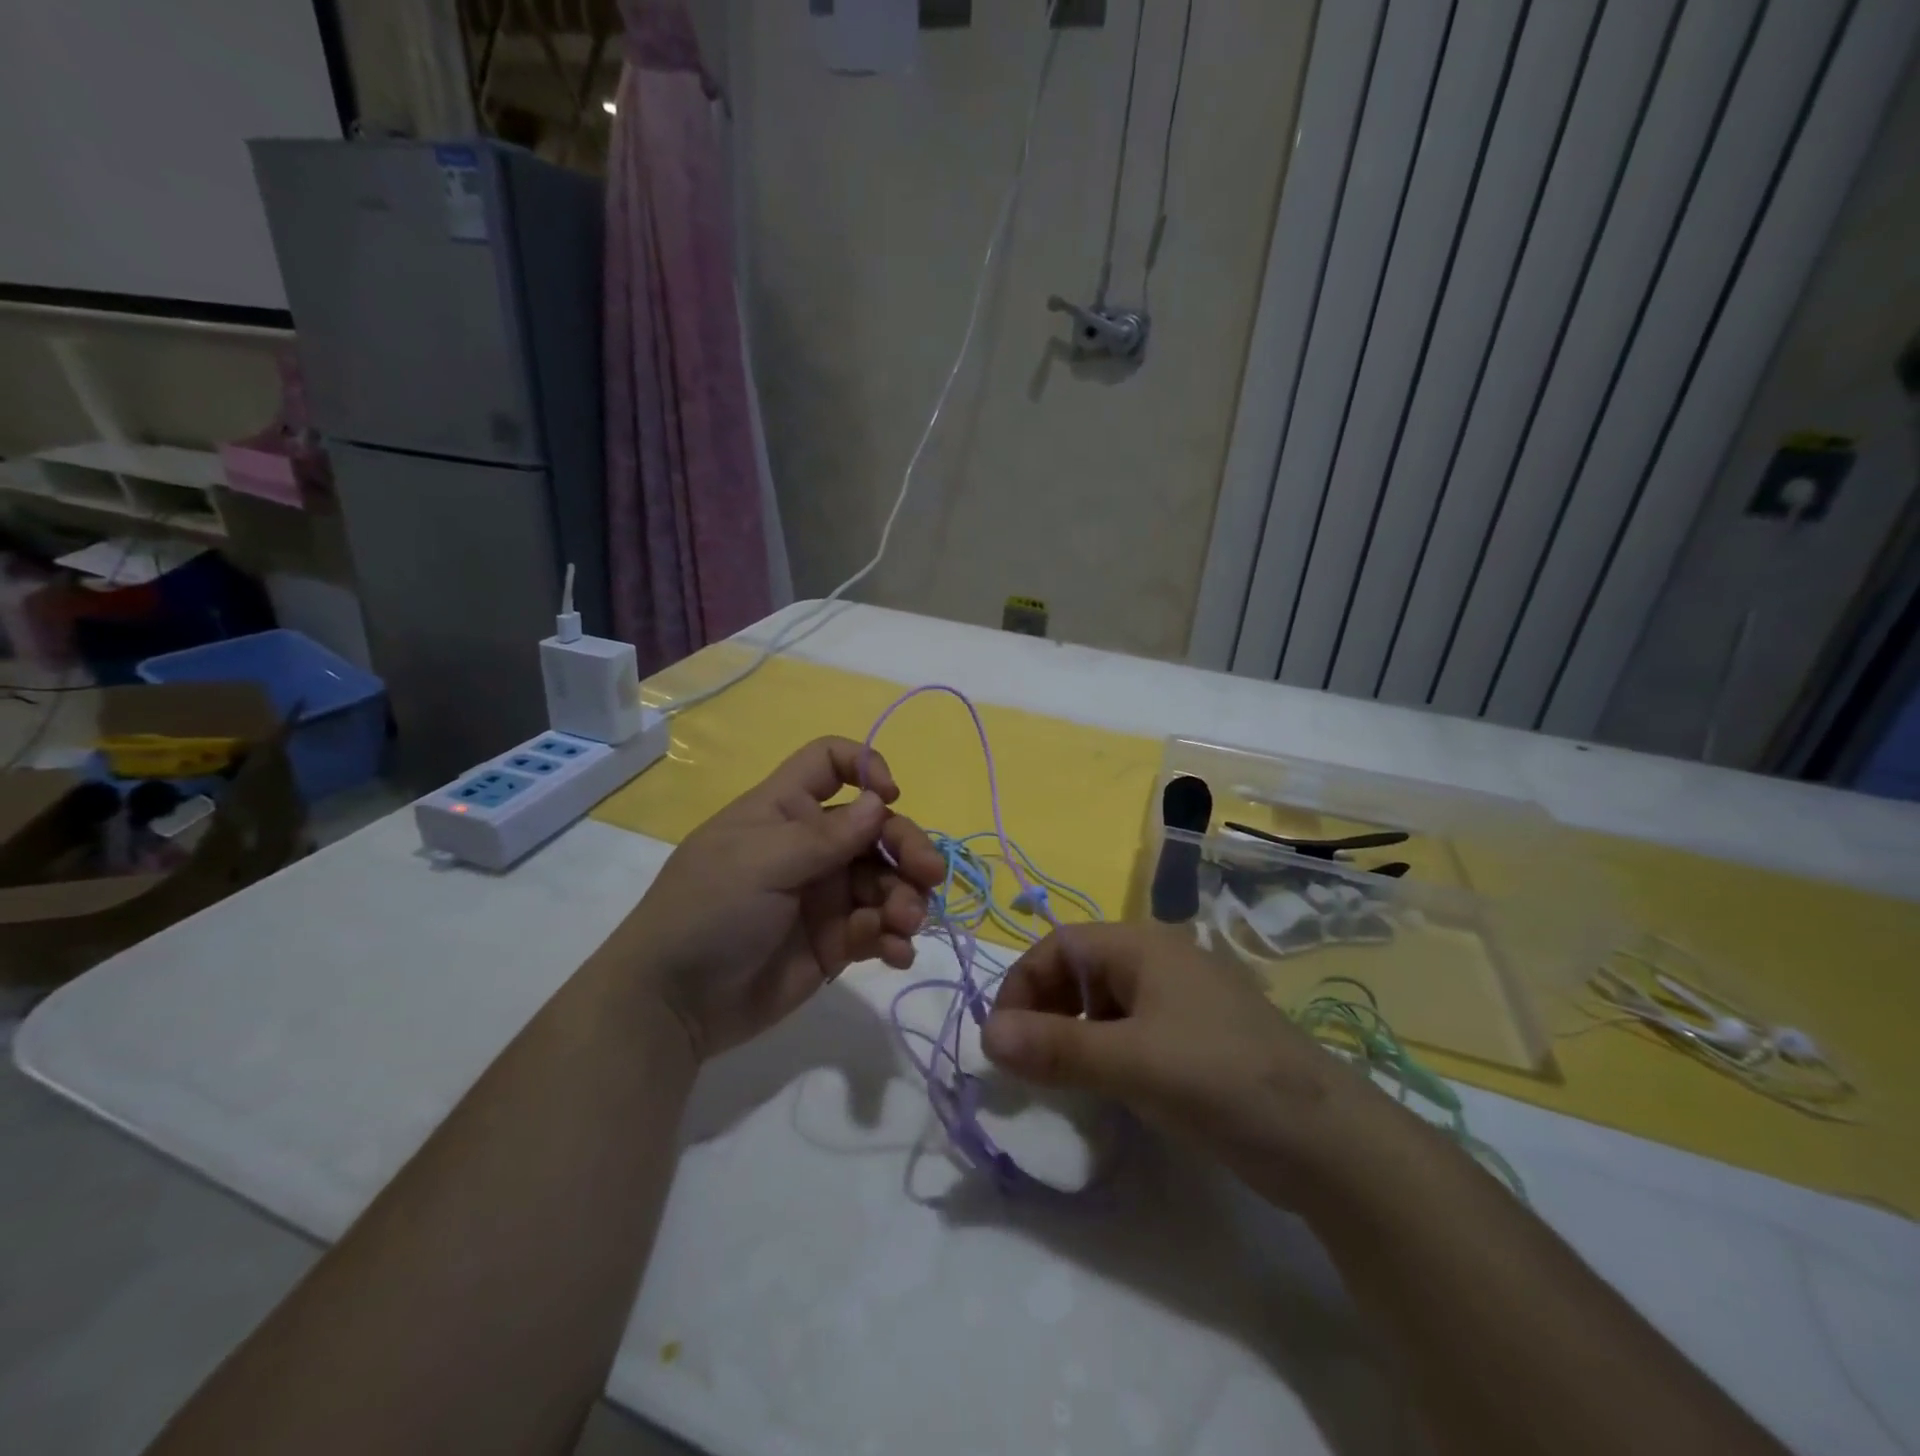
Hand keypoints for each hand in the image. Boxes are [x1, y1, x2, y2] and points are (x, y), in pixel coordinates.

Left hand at [613, 737, 946, 1059]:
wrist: (672, 1005)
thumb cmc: (708, 912)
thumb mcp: (761, 863)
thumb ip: (826, 836)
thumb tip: (881, 801)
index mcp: (787, 811)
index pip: (829, 764)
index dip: (865, 766)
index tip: (889, 796)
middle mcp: (812, 847)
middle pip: (877, 828)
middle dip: (907, 846)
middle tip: (928, 876)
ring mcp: (826, 895)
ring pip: (886, 881)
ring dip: (906, 898)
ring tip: (905, 925)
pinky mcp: (836, 942)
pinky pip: (879, 929)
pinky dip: (895, 939)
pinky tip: (897, 954)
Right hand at [981, 922, 1396, 1204]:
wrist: (1328, 1142)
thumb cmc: (1221, 1080)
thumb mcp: (1131, 1063)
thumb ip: (1056, 1048)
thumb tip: (985, 1035)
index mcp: (1144, 945)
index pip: (1059, 946)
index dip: (1022, 986)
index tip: (1001, 1041)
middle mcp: (1160, 960)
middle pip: (1080, 970)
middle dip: (1045, 1010)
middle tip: (1028, 1064)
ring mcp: (1183, 998)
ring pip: (1105, 1002)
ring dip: (1073, 1032)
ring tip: (1062, 1078)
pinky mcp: (1197, 1035)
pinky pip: (1132, 1029)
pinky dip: (1106, 1050)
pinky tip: (1108, 1086)